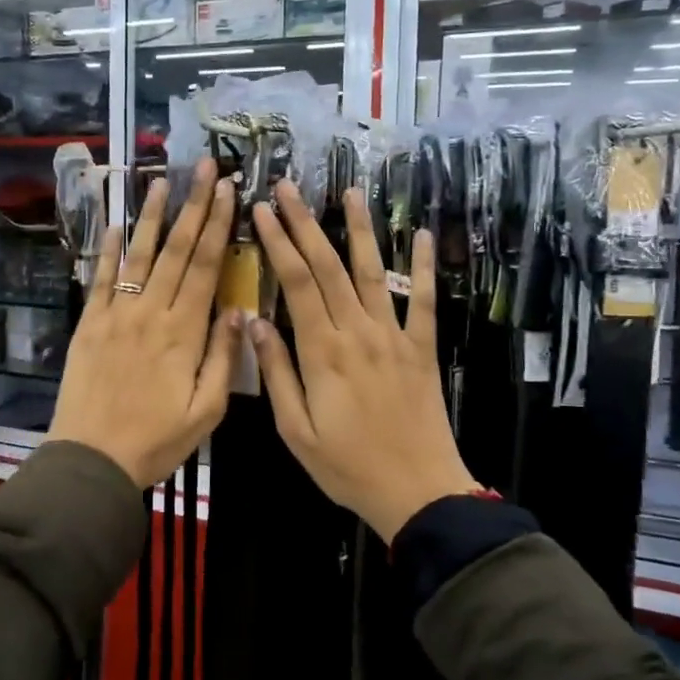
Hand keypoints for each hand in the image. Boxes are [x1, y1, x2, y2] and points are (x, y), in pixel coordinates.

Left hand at [48, 160, 241, 487]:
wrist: (91, 460)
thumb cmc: (156, 441)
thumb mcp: (206, 412)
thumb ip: (224, 359)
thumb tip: (239, 311)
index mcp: (184, 333)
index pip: (206, 267)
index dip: (218, 225)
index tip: (229, 191)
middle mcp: (151, 313)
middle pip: (176, 250)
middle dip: (193, 205)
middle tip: (204, 166)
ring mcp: (116, 315)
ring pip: (139, 255)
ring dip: (152, 215)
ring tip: (162, 179)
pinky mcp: (89, 324)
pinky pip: (102, 279)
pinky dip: (110, 250)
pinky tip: (118, 224)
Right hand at [248, 182, 479, 541]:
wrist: (417, 492)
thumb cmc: (347, 466)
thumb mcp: (295, 430)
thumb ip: (275, 373)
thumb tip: (255, 322)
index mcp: (322, 351)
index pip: (296, 282)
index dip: (278, 242)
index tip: (261, 210)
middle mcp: (358, 332)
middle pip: (329, 266)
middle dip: (306, 223)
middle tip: (289, 187)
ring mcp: (395, 336)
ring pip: (374, 272)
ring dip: (361, 230)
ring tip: (352, 193)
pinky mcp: (423, 348)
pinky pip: (425, 300)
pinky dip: (424, 266)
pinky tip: (423, 235)